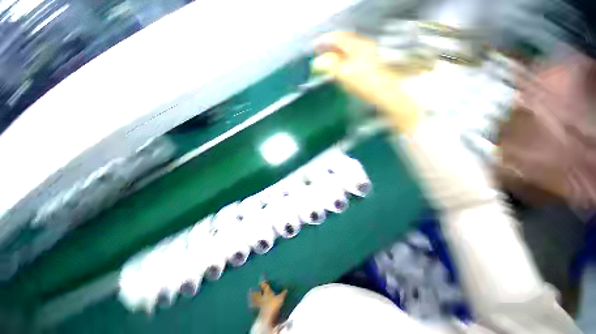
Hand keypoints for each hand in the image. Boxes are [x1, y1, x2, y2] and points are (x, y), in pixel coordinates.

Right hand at [312, 32, 421, 133]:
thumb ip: (332, 66)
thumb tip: (318, 62)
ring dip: (337, 54)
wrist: (390, 94)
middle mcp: (364, 47)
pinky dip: (344, 61)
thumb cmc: (369, 85)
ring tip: (327, 61)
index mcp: (358, 47)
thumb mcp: (348, 75)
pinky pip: (354, 58)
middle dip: (330, 47)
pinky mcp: (371, 65)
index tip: (314, 47)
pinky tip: (341, 69)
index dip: (325, 41)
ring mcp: (369, 55)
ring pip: (349, 50)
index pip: (338, 37)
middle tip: (319, 55)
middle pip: (344, 42)